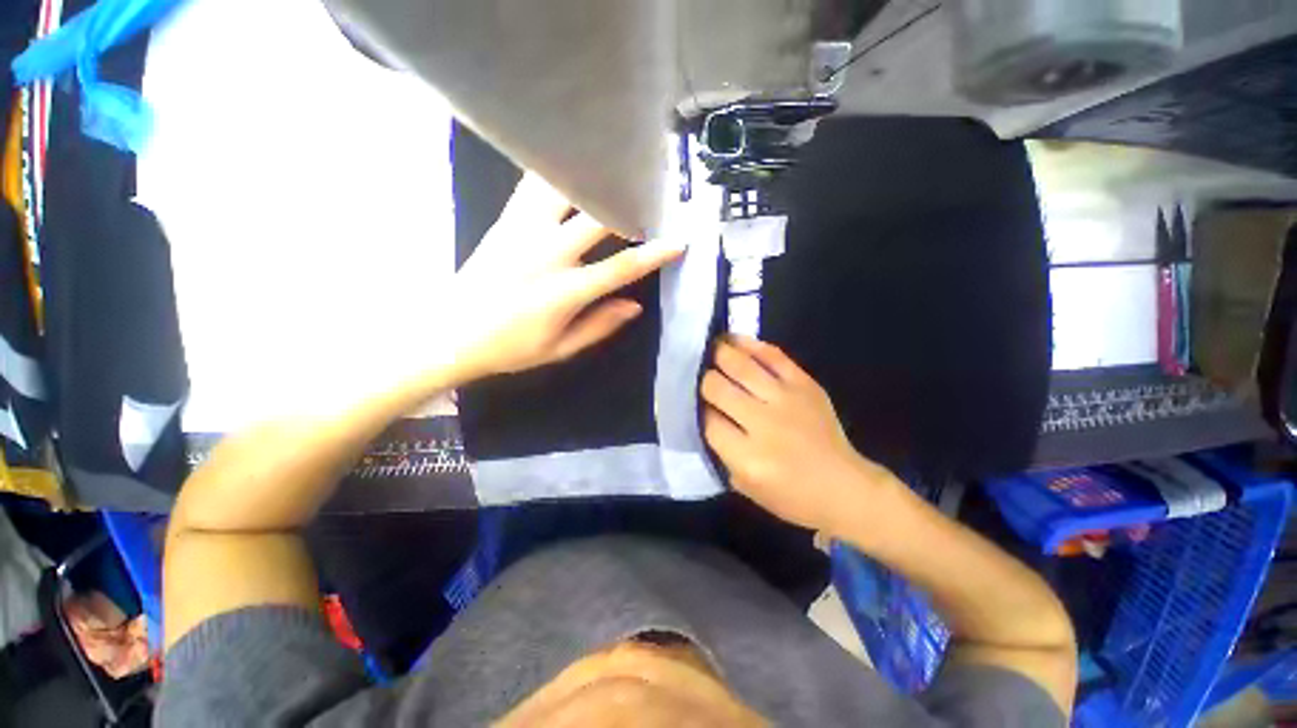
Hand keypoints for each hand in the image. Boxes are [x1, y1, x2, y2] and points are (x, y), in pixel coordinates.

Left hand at [448, 173, 682, 377]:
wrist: (447, 332)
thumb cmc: (508, 348)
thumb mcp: (560, 349)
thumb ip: (600, 326)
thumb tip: (634, 305)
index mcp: (565, 291)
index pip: (621, 266)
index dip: (654, 253)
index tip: (678, 241)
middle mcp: (548, 253)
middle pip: (599, 217)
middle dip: (630, 205)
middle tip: (653, 198)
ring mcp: (523, 231)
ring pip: (565, 190)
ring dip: (594, 182)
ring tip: (616, 174)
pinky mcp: (505, 221)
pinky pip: (534, 186)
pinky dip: (558, 175)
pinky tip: (573, 169)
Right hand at [700, 336, 890, 534]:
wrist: (844, 487)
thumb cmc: (791, 495)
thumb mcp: (744, 486)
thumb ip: (720, 451)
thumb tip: (704, 413)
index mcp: (748, 457)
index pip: (707, 420)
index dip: (696, 408)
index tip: (694, 402)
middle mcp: (764, 424)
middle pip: (718, 388)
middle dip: (704, 380)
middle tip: (699, 376)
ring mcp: (786, 400)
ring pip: (741, 366)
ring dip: (720, 353)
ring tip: (709, 348)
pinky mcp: (805, 385)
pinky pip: (773, 356)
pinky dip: (750, 345)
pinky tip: (733, 340)